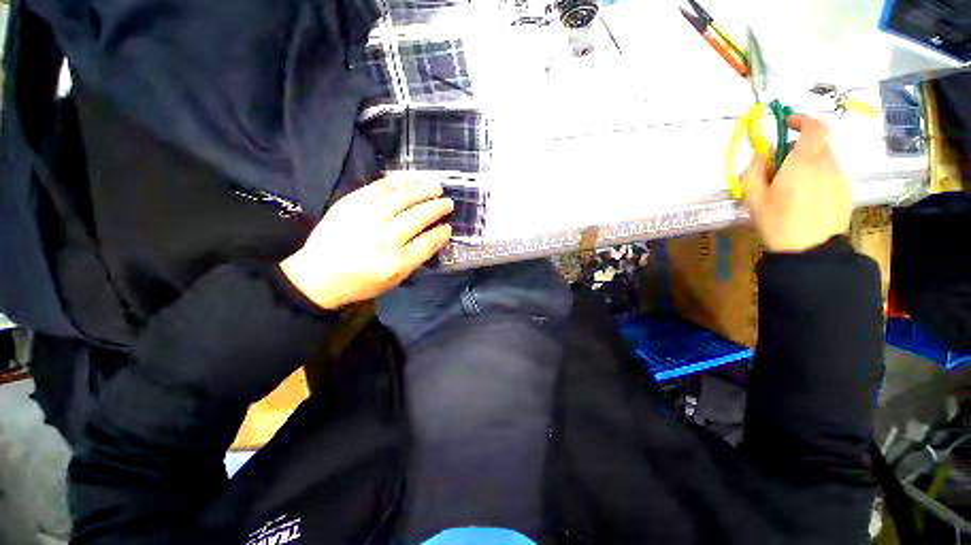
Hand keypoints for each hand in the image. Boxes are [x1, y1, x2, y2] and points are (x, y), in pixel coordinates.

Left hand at [279, 176, 453, 309]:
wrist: (317, 275)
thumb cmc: (361, 281)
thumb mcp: (395, 279)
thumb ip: (419, 257)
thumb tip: (439, 235)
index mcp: (395, 262)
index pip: (427, 242)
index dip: (441, 232)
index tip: (449, 226)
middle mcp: (383, 238)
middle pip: (417, 216)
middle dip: (437, 207)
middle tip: (448, 202)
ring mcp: (365, 218)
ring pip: (401, 198)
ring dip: (421, 190)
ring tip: (434, 187)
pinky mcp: (349, 204)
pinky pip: (377, 188)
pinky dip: (396, 182)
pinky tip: (408, 179)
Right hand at [741, 115, 850, 252]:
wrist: (811, 250)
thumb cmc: (778, 222)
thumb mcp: (754, 198)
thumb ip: (754, 171)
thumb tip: (761, 154)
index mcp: (804, 161)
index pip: (814, 127)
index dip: (802, 120)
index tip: (787, 124)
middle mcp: (827, 163)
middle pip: (818, 143)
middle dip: (799, 146)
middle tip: (781, 164)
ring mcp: (839, 177)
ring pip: (825, 158)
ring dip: (808, 162)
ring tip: (792, 185)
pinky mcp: (845, 191)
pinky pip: (830, 173)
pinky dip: (818, 175)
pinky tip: (806, 197)